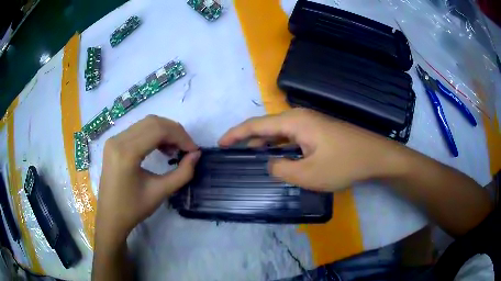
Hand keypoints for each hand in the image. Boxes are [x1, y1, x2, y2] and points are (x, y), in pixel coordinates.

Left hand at [95, 115, 200, 244]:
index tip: (193, 150)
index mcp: (126, 153)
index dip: (180, 136)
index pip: (158, 130)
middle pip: (152, 122)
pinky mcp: (113, 143)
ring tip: (175, 149)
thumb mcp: (160, 192)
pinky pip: (137, 130)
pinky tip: (160, 148)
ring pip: (145, 124)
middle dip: (174, 132)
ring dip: (164, 132)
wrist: (110, 217)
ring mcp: (113, 140)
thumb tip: (196, 155)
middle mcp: (118, 140)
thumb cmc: (133, 209)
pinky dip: (153, 135)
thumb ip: (182, 173)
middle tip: (187, 149)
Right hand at [219, 108, 400, 191]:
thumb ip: (281, 169)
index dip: (235, 133)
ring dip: (265, 143)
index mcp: (294, 122)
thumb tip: (270, 164)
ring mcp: (311, 123)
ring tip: (252, 157)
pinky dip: (280, 145)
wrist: (375, 156)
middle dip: (248, 139)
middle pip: (267, 126)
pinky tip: (279, 156)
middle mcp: (300, 117)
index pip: (256, 125)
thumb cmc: (343, 164)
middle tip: (234, 153)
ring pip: (280, 131)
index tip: (220, 143)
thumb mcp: (308, 174)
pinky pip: (292, 136)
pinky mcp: (319, 130)